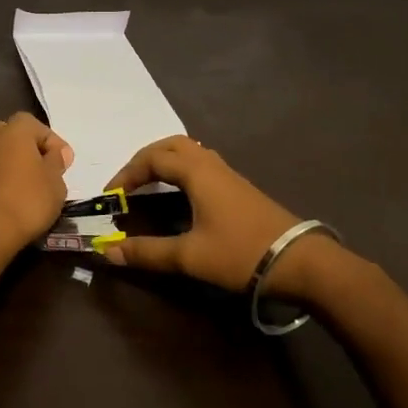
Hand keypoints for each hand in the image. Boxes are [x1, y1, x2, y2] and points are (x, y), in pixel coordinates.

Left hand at [0, 112, 73, 259]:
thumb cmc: (28, 199)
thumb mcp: (56, 182)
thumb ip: (57, 162)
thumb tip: (56, 153)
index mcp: (15, 129)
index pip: (39, 127)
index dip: (55, 145)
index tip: (65, 165)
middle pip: (18, 137)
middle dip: (33, 151)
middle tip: (48, 172)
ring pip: (4, 154)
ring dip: (18, 165)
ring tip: (35, 187)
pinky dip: (5, 179)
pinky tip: (17, 197)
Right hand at [101, 136, 300, 290]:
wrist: (299, 261)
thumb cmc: (240, 253)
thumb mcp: (189, 257)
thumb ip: (147, 252)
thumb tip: (107, 252)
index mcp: (197, 173)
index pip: (152, 160)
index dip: (127, 175)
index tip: (112, 197)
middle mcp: (211, 165)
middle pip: (171, 145)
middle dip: (144, 159)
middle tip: (128, 182)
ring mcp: (228, 174)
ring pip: (189, 151)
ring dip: (164, 161)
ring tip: (148, 183)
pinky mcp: (239, 187)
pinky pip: (201, 163)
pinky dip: (181, 169)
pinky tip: (180, 193)